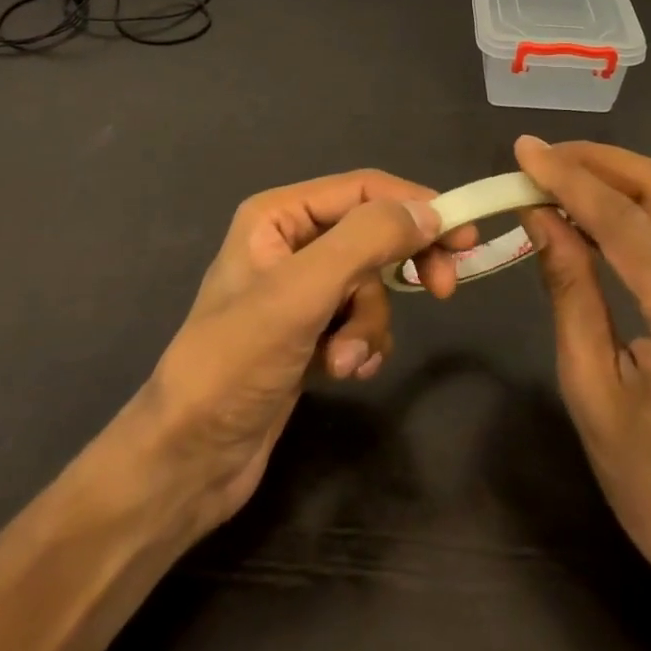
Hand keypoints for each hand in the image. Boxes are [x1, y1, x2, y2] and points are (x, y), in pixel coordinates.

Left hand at [134, 170, 477, 539]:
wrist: (187, 461)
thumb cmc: (236, 363)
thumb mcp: (301, 293)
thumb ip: (365, 241)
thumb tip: (428, 210)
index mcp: (278, 215)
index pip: (364, 189)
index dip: (416, 205)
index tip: (462, 237)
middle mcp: (290, 242)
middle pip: (372, 234)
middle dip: (400, 267)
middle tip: (443, 289)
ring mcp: (299, 291)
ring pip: (370, 285)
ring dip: (370, 323)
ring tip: (346, 360)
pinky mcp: (308, 333)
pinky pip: (359, 320)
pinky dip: (363, 344)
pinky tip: (344, 372)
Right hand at [513, 136, 650, 650]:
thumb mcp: (591, 389)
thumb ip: (569, 289)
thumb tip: (540, 217)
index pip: (621, 219)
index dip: (566, 176)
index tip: (522, 148)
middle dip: (597, 160)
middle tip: (541, 157)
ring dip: (617, 178)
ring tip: (558, 177)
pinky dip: (638, 209)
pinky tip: (597, 216)